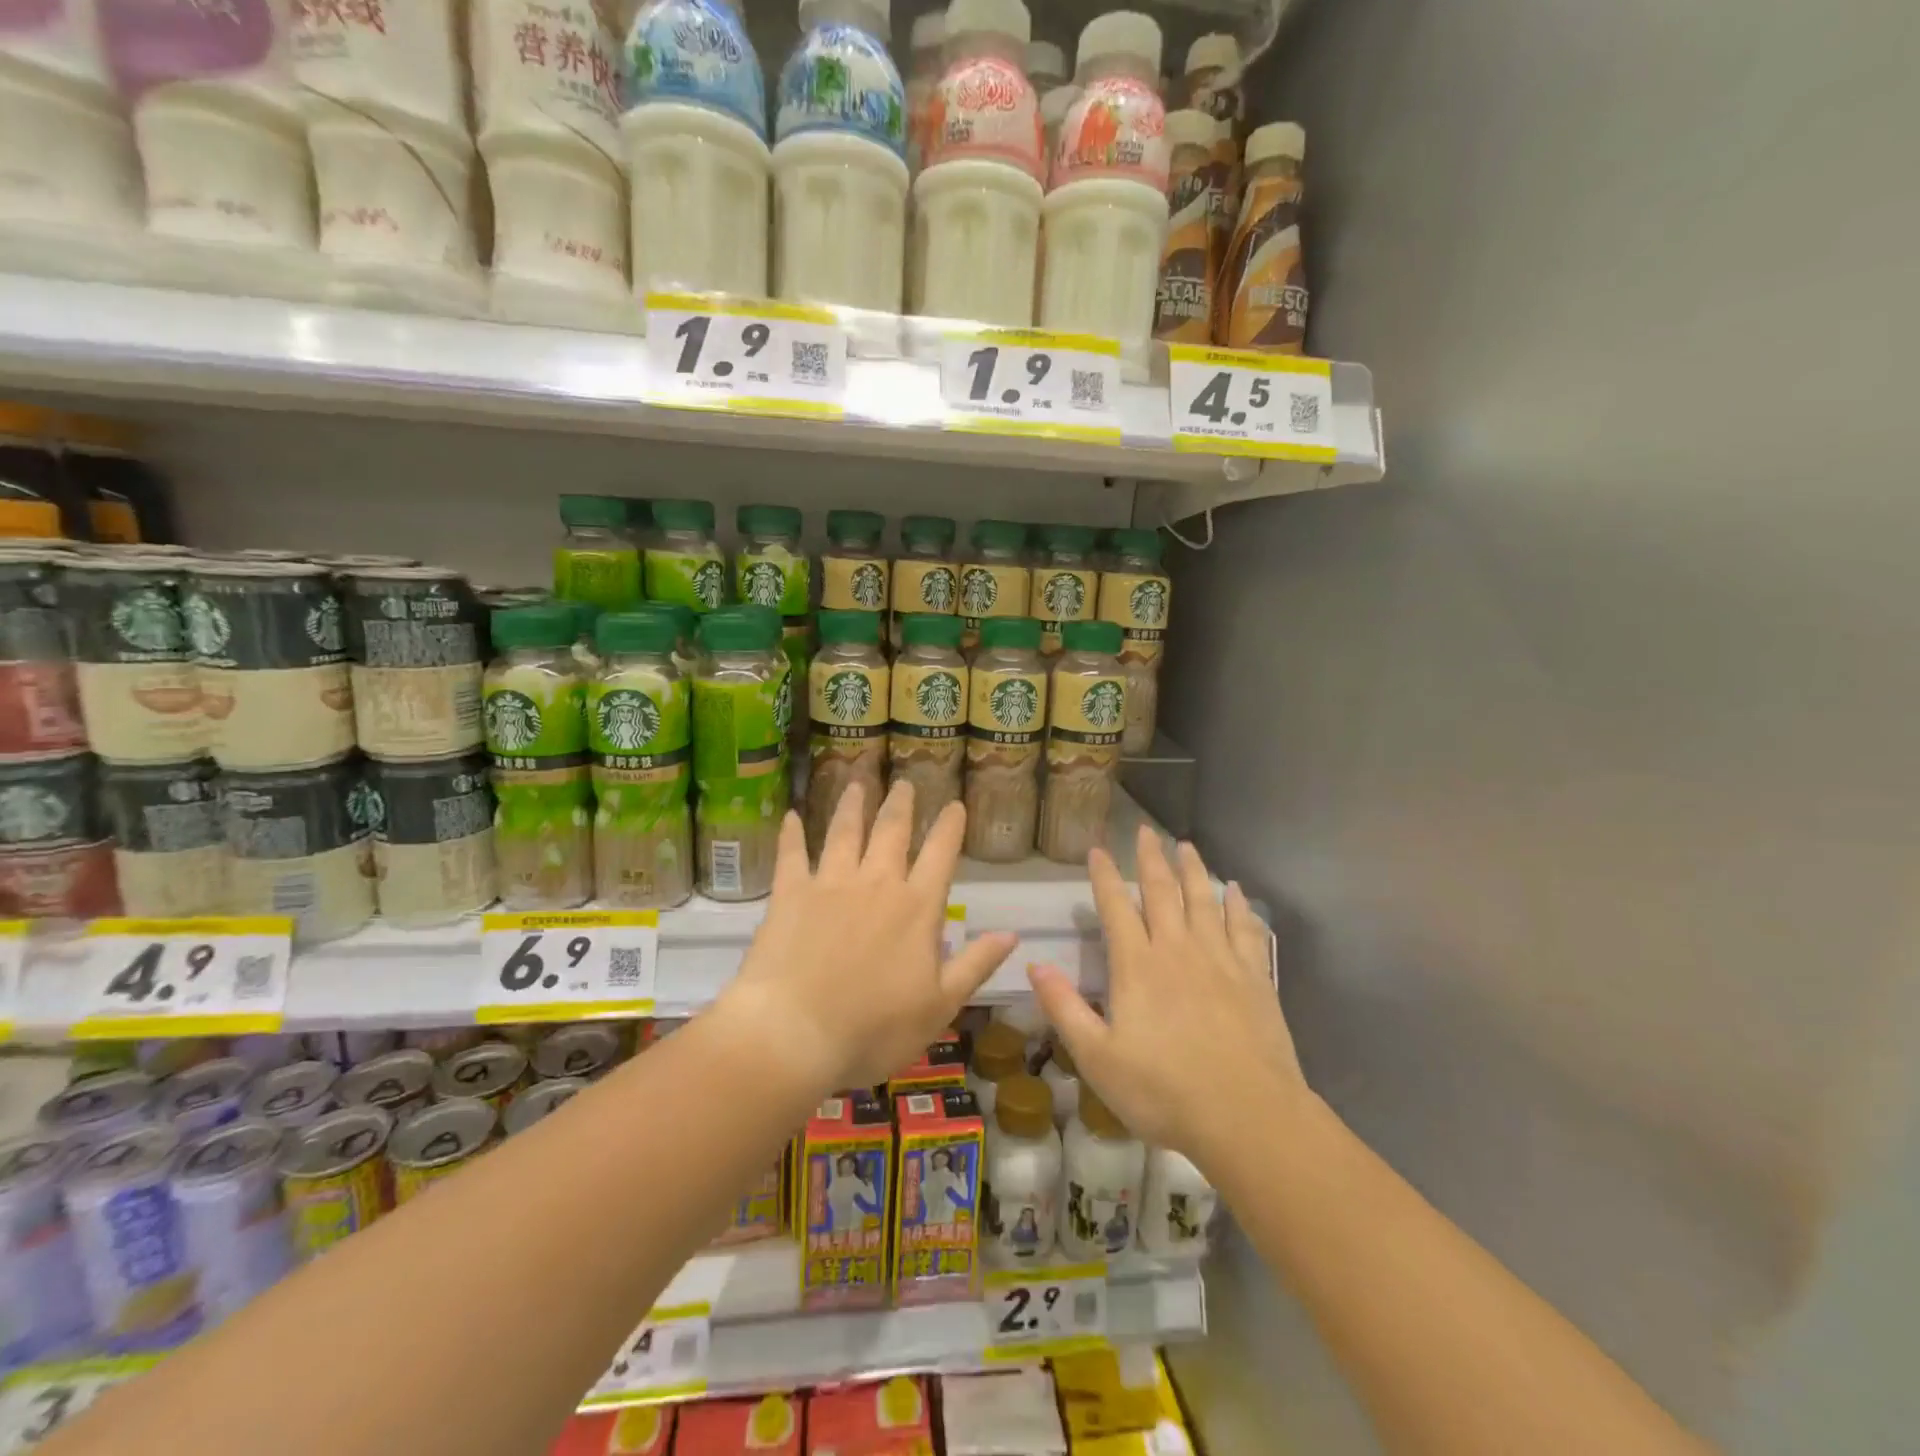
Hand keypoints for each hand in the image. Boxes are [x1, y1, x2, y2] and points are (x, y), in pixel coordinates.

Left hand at [718, 780, 1015, 1093]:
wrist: (794, 1034)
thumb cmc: (873, 1029)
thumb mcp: (940, 1006)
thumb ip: (975, 964)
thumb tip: (1012, 934)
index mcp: (917, 907)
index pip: (940, 854)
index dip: (949, 826)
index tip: (955, 804)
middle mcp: (877, 883)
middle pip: (891, 831)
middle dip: (900, 804)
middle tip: (904, 783)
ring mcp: (830, 884)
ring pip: (844, 832)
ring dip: (851, 805)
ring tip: (856, 781)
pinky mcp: (790, 894)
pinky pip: (791, 854)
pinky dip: (791, 833)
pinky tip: (790, 815)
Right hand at [1029, 826, 1308, 1170]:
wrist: (1247, 1117)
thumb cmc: (1163, 1092)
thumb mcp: (1097, 1058)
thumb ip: (1065, 1008)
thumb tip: (1035, 964)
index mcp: (1138, 966)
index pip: (1116, 907)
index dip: (1104, 876)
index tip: (1098, 849)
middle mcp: (1178, 950)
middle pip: (1162, 892)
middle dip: (1150, 859)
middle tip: (1145, 831)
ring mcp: (1220, 960)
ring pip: (1203, 901)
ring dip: (1193, 870)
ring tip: (1186, 846)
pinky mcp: (1255, 977)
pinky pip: (1245, 928)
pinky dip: (1238, 905)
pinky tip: (1235, 890)